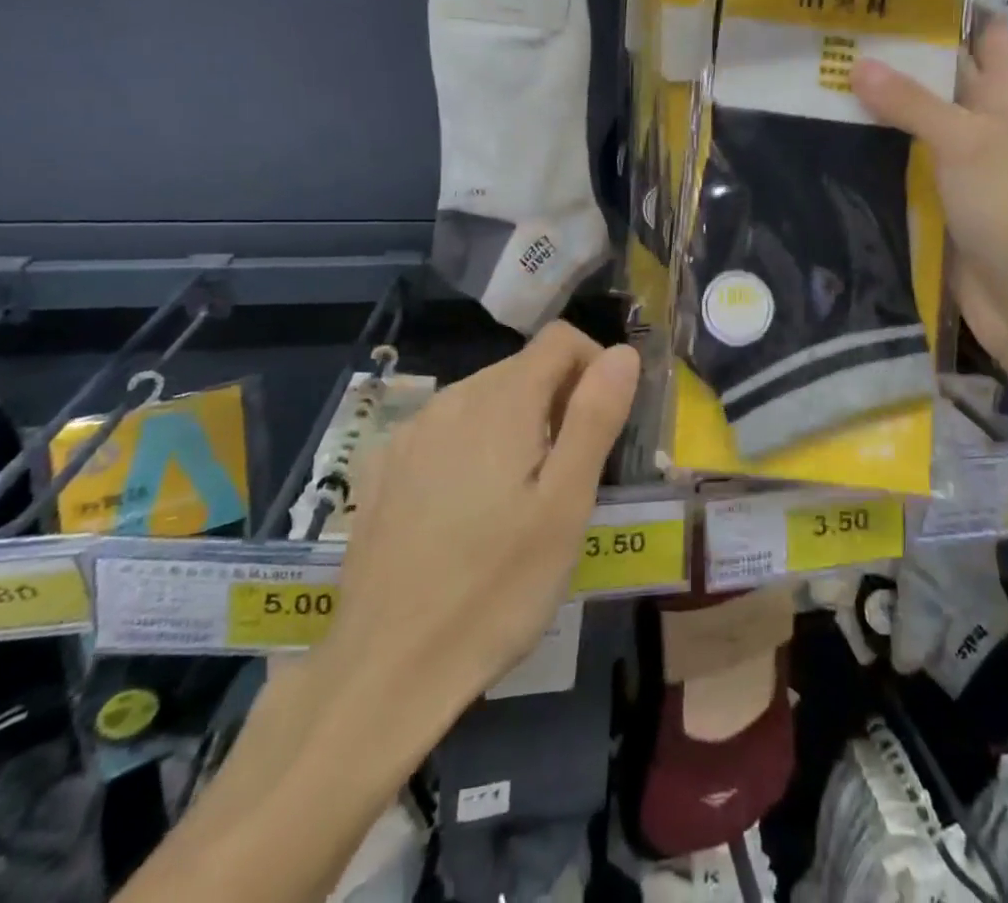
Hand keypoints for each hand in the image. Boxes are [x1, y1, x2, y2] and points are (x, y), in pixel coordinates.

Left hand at [314, 322, 639, 714]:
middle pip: (523, 367)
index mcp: (501, 402)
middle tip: (568, 474)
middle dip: (559, 399)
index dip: (594, 366)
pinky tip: (469, 508)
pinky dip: (475, 445)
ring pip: (485, 397)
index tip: (603, 424)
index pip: (560, 338)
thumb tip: (622, 353)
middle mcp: (452, 399)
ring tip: (522, 496)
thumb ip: (595, 418)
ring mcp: (412, 432)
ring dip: (518, 423)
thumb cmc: (496, 589)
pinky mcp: (386, 465)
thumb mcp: (565, 506)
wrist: (385, 669)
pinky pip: (447, 429)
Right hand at [851, 18, 1007, 357]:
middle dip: (894, 54)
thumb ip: (910, 100)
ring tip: (818, 75)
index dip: (944, 6)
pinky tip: (831, 134)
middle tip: (832, 32)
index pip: (982, 27)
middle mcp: (987, 115)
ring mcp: (963, 157)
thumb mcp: (962, 141)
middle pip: (940, 71)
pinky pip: (904, 158)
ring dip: (877, 103)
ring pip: (916, 117)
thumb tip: (857, 63)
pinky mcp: (940, 193)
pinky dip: (875, 146)